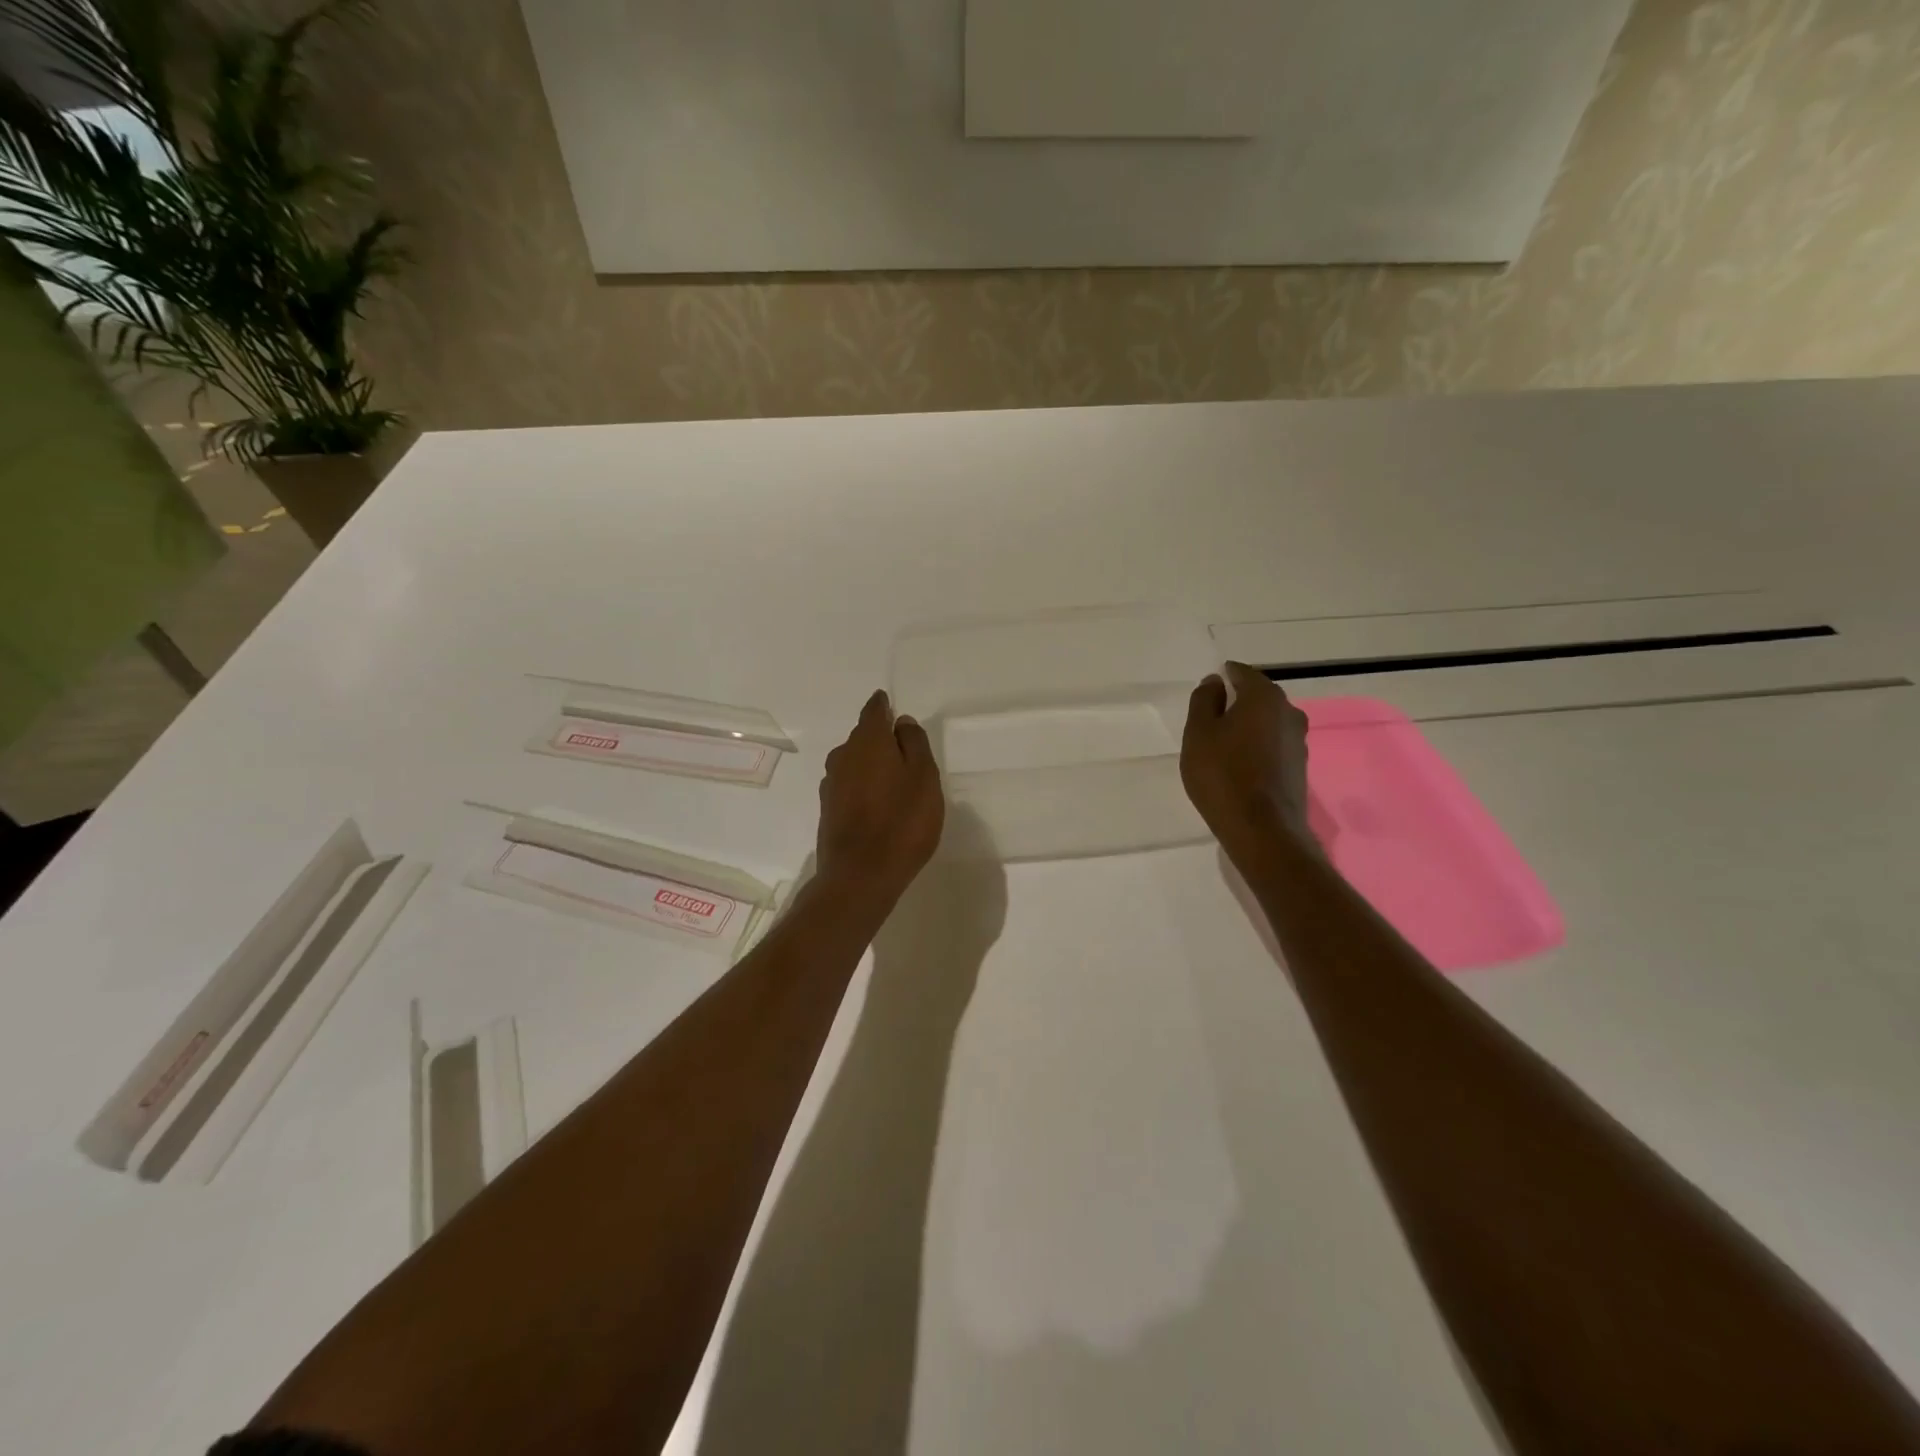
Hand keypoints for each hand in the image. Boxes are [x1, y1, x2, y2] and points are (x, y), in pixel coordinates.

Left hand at [816, 690, 944, 907]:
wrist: (860, 875)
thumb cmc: (901, 821)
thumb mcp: (924, 777)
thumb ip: (914, 744)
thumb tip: (901, 722)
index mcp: (868, 741)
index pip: (873, 711)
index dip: (883, 706)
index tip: (890, 704)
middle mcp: (843, 756)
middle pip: (862, 737)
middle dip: (880, 738)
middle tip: (903, 749)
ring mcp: (831, 785)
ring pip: (854, 763)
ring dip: (871, 765)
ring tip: (893, 779)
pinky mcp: (828, 810)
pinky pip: (849, 786)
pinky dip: (863, 787)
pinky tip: (877, 804)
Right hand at [1181, 662, 1314, 864]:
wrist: (1262, 829)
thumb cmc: (1222, 774)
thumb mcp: (1198, 733)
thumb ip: (1204, 701)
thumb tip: (1214, 681)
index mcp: (1264, 697)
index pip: (1242, 673)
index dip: (1223, 677)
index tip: (1207, 689)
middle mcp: (1289, 712)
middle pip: (1259, 697)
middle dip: (1237, 702)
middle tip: (1210, 718)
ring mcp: (1298, 741)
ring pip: (1268, 722)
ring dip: (1248, 727)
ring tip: (1222, 744)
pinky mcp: (1299, 767)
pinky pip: (1274, 745)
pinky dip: (1257, 747)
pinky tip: (1240, 764)